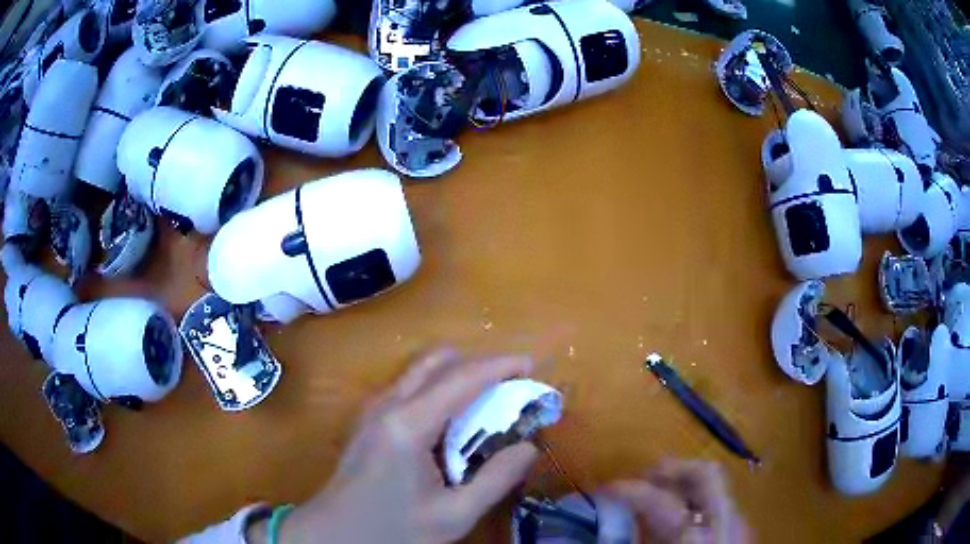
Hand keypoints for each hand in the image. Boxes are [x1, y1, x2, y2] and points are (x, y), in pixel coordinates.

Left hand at [250, 349, 538, 543]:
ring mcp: (374, 407)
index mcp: (408, 425)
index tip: (530, 365)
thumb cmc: (392, 528)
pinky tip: (453, 420)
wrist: (335, 532)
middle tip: (510, 385)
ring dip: (458, 374)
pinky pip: (410, 385)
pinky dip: (439, 387)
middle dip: (478, 364)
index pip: (461, 378)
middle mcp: (388, 404)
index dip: (499, 365)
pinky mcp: (370, 417)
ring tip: (487, 402)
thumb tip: (529, 446)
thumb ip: (496, 479)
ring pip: (422, 369)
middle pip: (438, 361)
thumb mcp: (453, 515)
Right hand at [602, 460, 748, 543]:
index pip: (660, 500)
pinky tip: (681, 520)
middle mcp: (725, 524)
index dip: (628, 489)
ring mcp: (740, 525)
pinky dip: (698, 503)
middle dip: (671, 470)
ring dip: (686, 484)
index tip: (604, 489)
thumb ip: (638, 542)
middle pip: (706, 475)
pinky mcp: (743, 532)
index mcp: (695, 540)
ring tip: (661, 494)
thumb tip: (611, 529)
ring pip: (717, 487)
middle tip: (643, 477)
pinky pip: (720, 505)